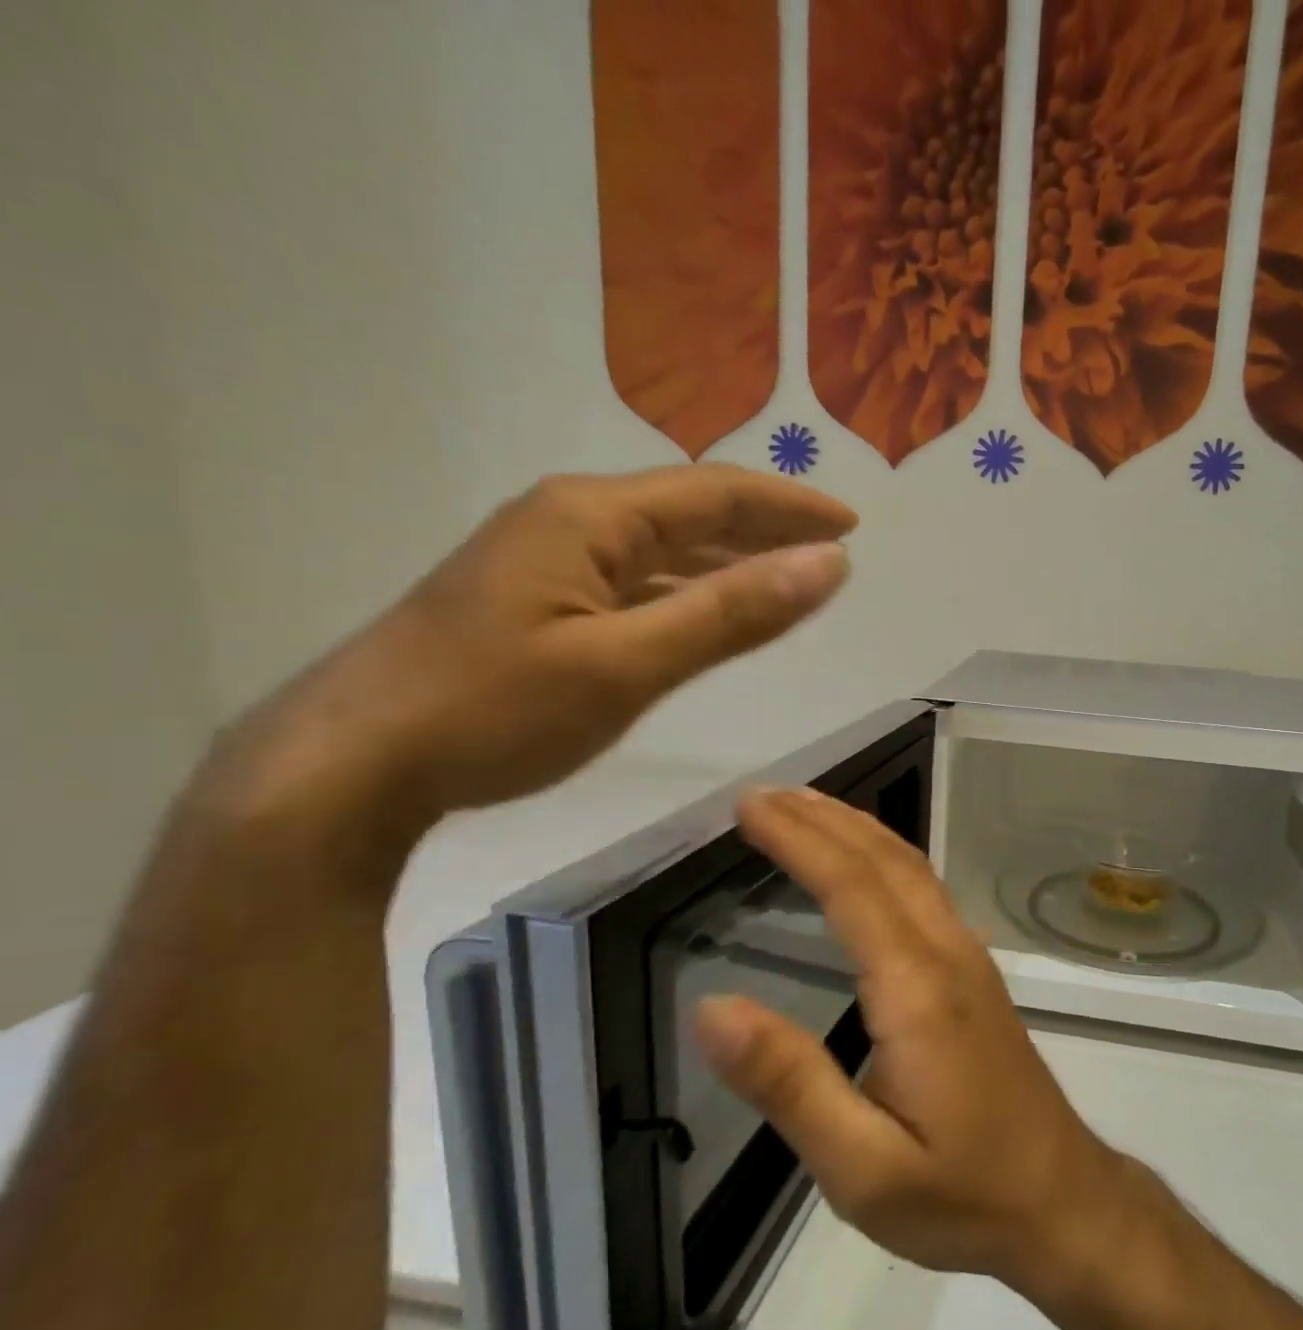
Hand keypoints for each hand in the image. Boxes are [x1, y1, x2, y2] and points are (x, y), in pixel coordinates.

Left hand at [215, 467, 853, 841]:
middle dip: (765, 526)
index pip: (715, 494)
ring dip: (726, 559)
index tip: (851, 524)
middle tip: (830, 546)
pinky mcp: (533, 601)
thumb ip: (731, 614)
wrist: (353, 762)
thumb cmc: (495, 710)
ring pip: (659, 548)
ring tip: (785, 575)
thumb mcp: (628, 664)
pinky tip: (704, 611)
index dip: (789, 507)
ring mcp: (545, 560)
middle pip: (688, 511)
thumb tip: (828, 565)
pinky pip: (632, 581)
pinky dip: (683, 591)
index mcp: (590, 516)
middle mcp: (568, 520)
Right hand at [693, 790, 1126, 1291]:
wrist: (1062, 1201)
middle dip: (820, 818)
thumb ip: (789, 1084)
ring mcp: (968, 956)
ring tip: (803, 806)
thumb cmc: (960, 1193)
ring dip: (853, 828)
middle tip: (762, 794)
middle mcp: (947, 952)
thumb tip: (712, 1008)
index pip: (850, 885)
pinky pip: (922, 888)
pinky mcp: (975, 971)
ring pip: (909, 866)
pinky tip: (863, 862)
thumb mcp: (861, 1166)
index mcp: (916, 988)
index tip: (749, 806)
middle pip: (882, 860)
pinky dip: (881, 855)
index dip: (797, 838)